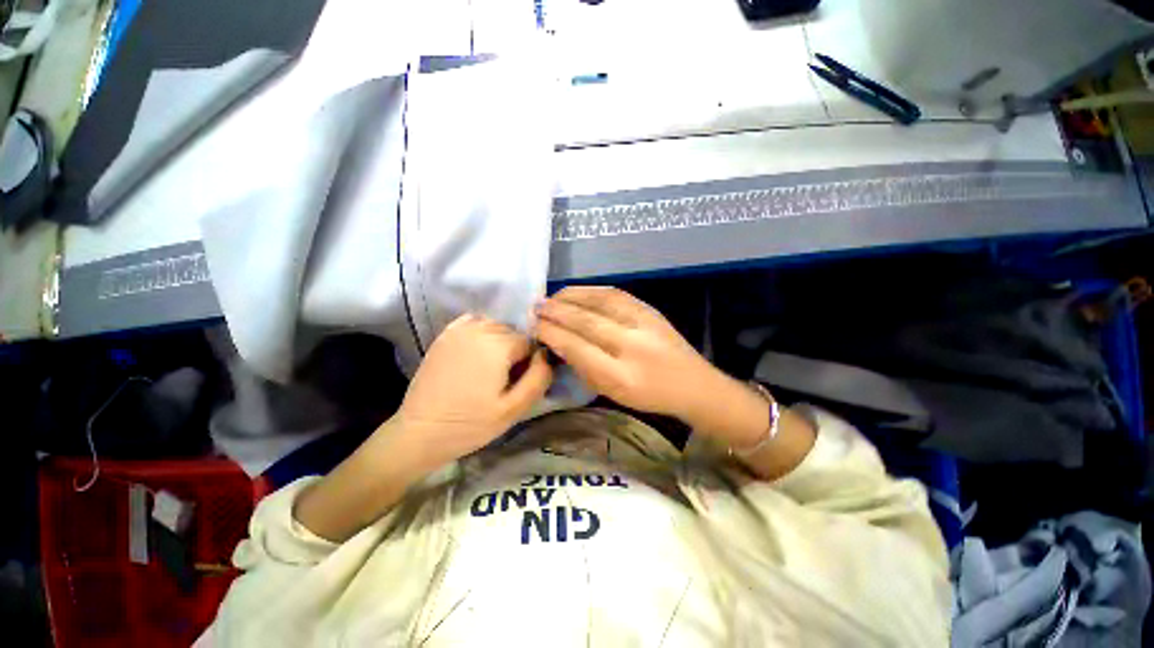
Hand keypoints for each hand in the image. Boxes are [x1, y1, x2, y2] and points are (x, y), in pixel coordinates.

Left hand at [394, 314, 552, 467]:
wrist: (420, 431)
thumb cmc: (471, 423)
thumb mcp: (514, 408)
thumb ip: (539, 377)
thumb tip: (546, 354)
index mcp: (499, 345)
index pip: (530, 341)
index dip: (528, 363)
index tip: (516, 383)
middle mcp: (480, 328)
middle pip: (513, 332)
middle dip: (515, 351)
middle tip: (503, 379)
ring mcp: (459, 329)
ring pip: (496, 325)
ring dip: (499, 341)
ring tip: (489, 368)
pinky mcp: (445, 334)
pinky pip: (475, 322)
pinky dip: (482, 332)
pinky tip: (476, 353)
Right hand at [535, 287, 721, 421]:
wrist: (693, 384)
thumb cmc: (649, 395)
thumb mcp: (612, 392)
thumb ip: (584, 367)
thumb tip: (558, 342)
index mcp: (621, 376)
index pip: (577, 348)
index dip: (552, 333)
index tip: (534, 326)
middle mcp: (633, 346)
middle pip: (586, 321)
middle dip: (556, 312)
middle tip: (536, 308)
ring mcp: (644, 323)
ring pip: (599, 302)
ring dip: (570, 297)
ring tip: (552, 297)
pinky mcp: (650, 310)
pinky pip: (615, 294)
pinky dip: (591, 291)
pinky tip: (577, 292)